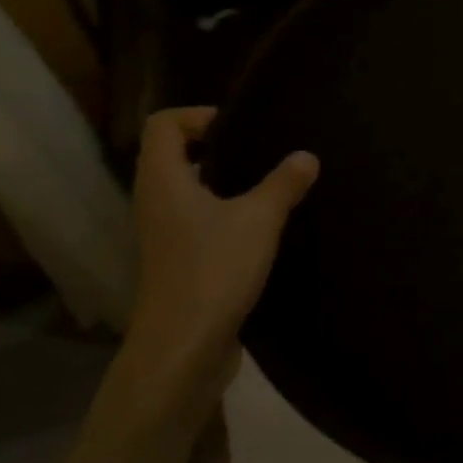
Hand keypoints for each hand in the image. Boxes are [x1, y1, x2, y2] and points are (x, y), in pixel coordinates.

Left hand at [124, 107, 318, 398]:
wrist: (184, 346)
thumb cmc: (214, 271)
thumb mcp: (259, 220)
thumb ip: (283, 184)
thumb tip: (306, 156)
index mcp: (164, 182)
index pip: (163, 126)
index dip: (199, 116)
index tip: (242, 129)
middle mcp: (155, 202)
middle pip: (173, 156)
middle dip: (217, 147)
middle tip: (263, 153)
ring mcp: (164, 235)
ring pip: (187, 191)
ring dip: (224, 183)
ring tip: (269, 186)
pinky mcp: (179, 261)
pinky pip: (198, 220)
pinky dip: (225, 213)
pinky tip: (262, 227)